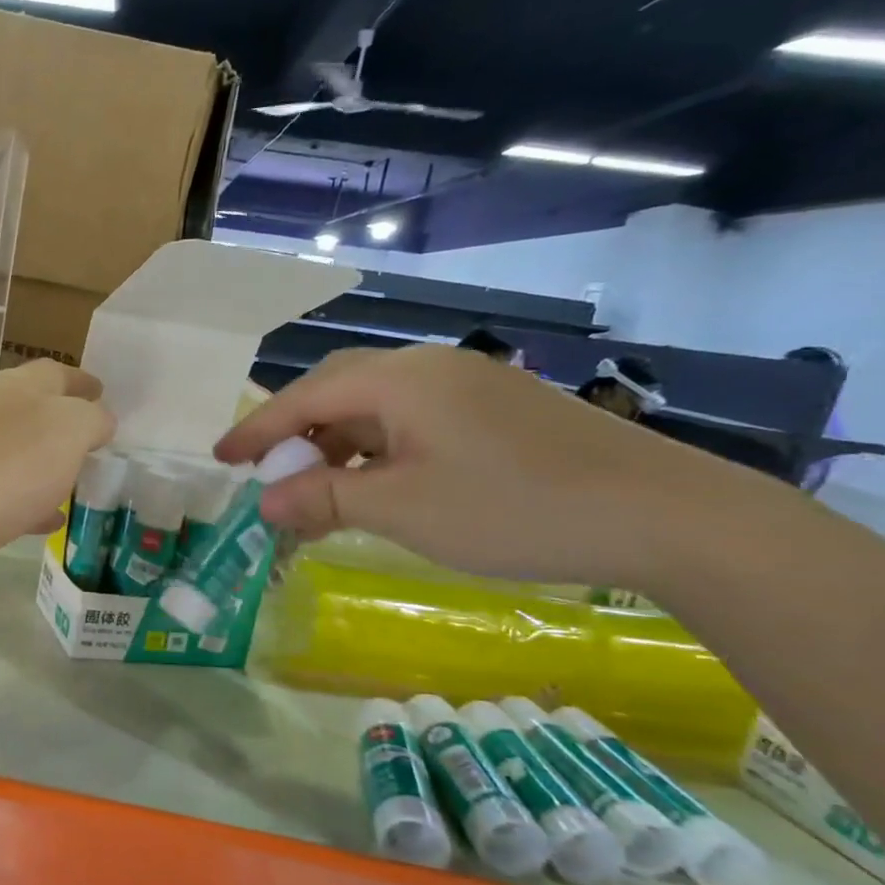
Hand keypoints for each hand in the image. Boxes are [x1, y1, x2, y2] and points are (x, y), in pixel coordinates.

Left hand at [0, 358, 113, 579]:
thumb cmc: (0, 469)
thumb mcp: (65, 431)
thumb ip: (90, 419)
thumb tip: (98, 420)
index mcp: (12, 388)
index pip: (53, 373)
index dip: (82, 381)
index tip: (105, 392)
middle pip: (30, 412)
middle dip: (64, 424)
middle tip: (96, 443)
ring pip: (15, 455)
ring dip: (45, 465)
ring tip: (78, 482)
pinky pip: (1, 496)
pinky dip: (28, 503)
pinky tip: (46, 521)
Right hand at [215, 345, 709, 585]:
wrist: (665, 515)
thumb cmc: (514, 508)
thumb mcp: (402, 509)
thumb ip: (324, 499)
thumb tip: (265, 501)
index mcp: (401, 380)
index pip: (305, 396)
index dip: (256, 429)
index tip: (220, 459)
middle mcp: (430, 369)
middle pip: (338, 391)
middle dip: (296, 435)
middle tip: (270, 477)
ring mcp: (470, 387)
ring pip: (377, 409)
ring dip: (338, 449)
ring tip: (320, 497)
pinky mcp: (498, 412)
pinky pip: (413, 423)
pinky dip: (379, 453)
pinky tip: (379, 490)